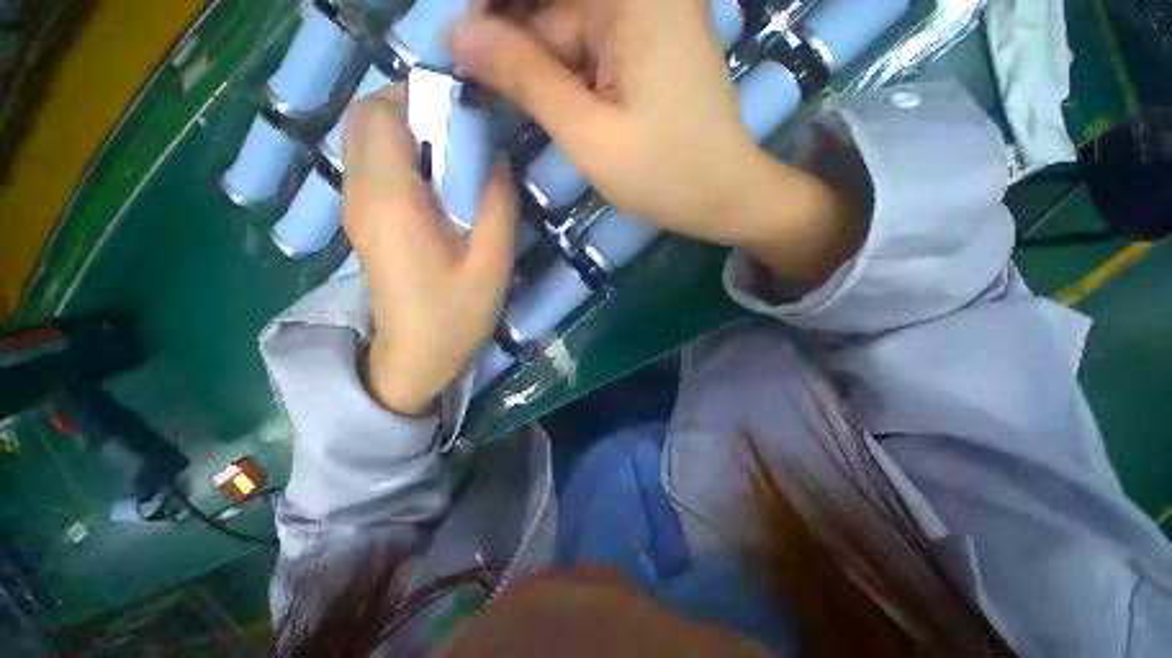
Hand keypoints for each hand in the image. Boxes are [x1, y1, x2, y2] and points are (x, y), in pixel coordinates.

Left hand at [343, 86, 516, 415]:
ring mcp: (357, 209)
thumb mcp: (491, 263)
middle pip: (367, 119)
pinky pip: (375, 167)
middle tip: (463, 132)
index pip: (382, 114)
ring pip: (368, 140)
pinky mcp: (365, 223)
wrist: (414, 358)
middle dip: (413, 107)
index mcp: (391, 201)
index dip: (420, 95)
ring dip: (410, 132)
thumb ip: (497, 204)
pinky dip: (405, 157)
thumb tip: (495, 158)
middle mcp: (361, 195)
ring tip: (457, 158)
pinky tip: (441, 186)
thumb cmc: (455, 316)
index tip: (464, 108)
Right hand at [452, 0, 864, 282]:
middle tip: (472, 80)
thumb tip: (457, 36)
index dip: (490, 8)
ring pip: (565, 27)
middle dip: (510, 39)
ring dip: (534, 63)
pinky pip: (588, 46)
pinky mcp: (646, 44)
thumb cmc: (665, 175)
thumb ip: (525, 79)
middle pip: (550, 5)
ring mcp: (647, 15)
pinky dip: (561, 73)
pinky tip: (547, 102)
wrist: (724, 196)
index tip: (456, 43)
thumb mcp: (588, 135)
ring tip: (505, 99)